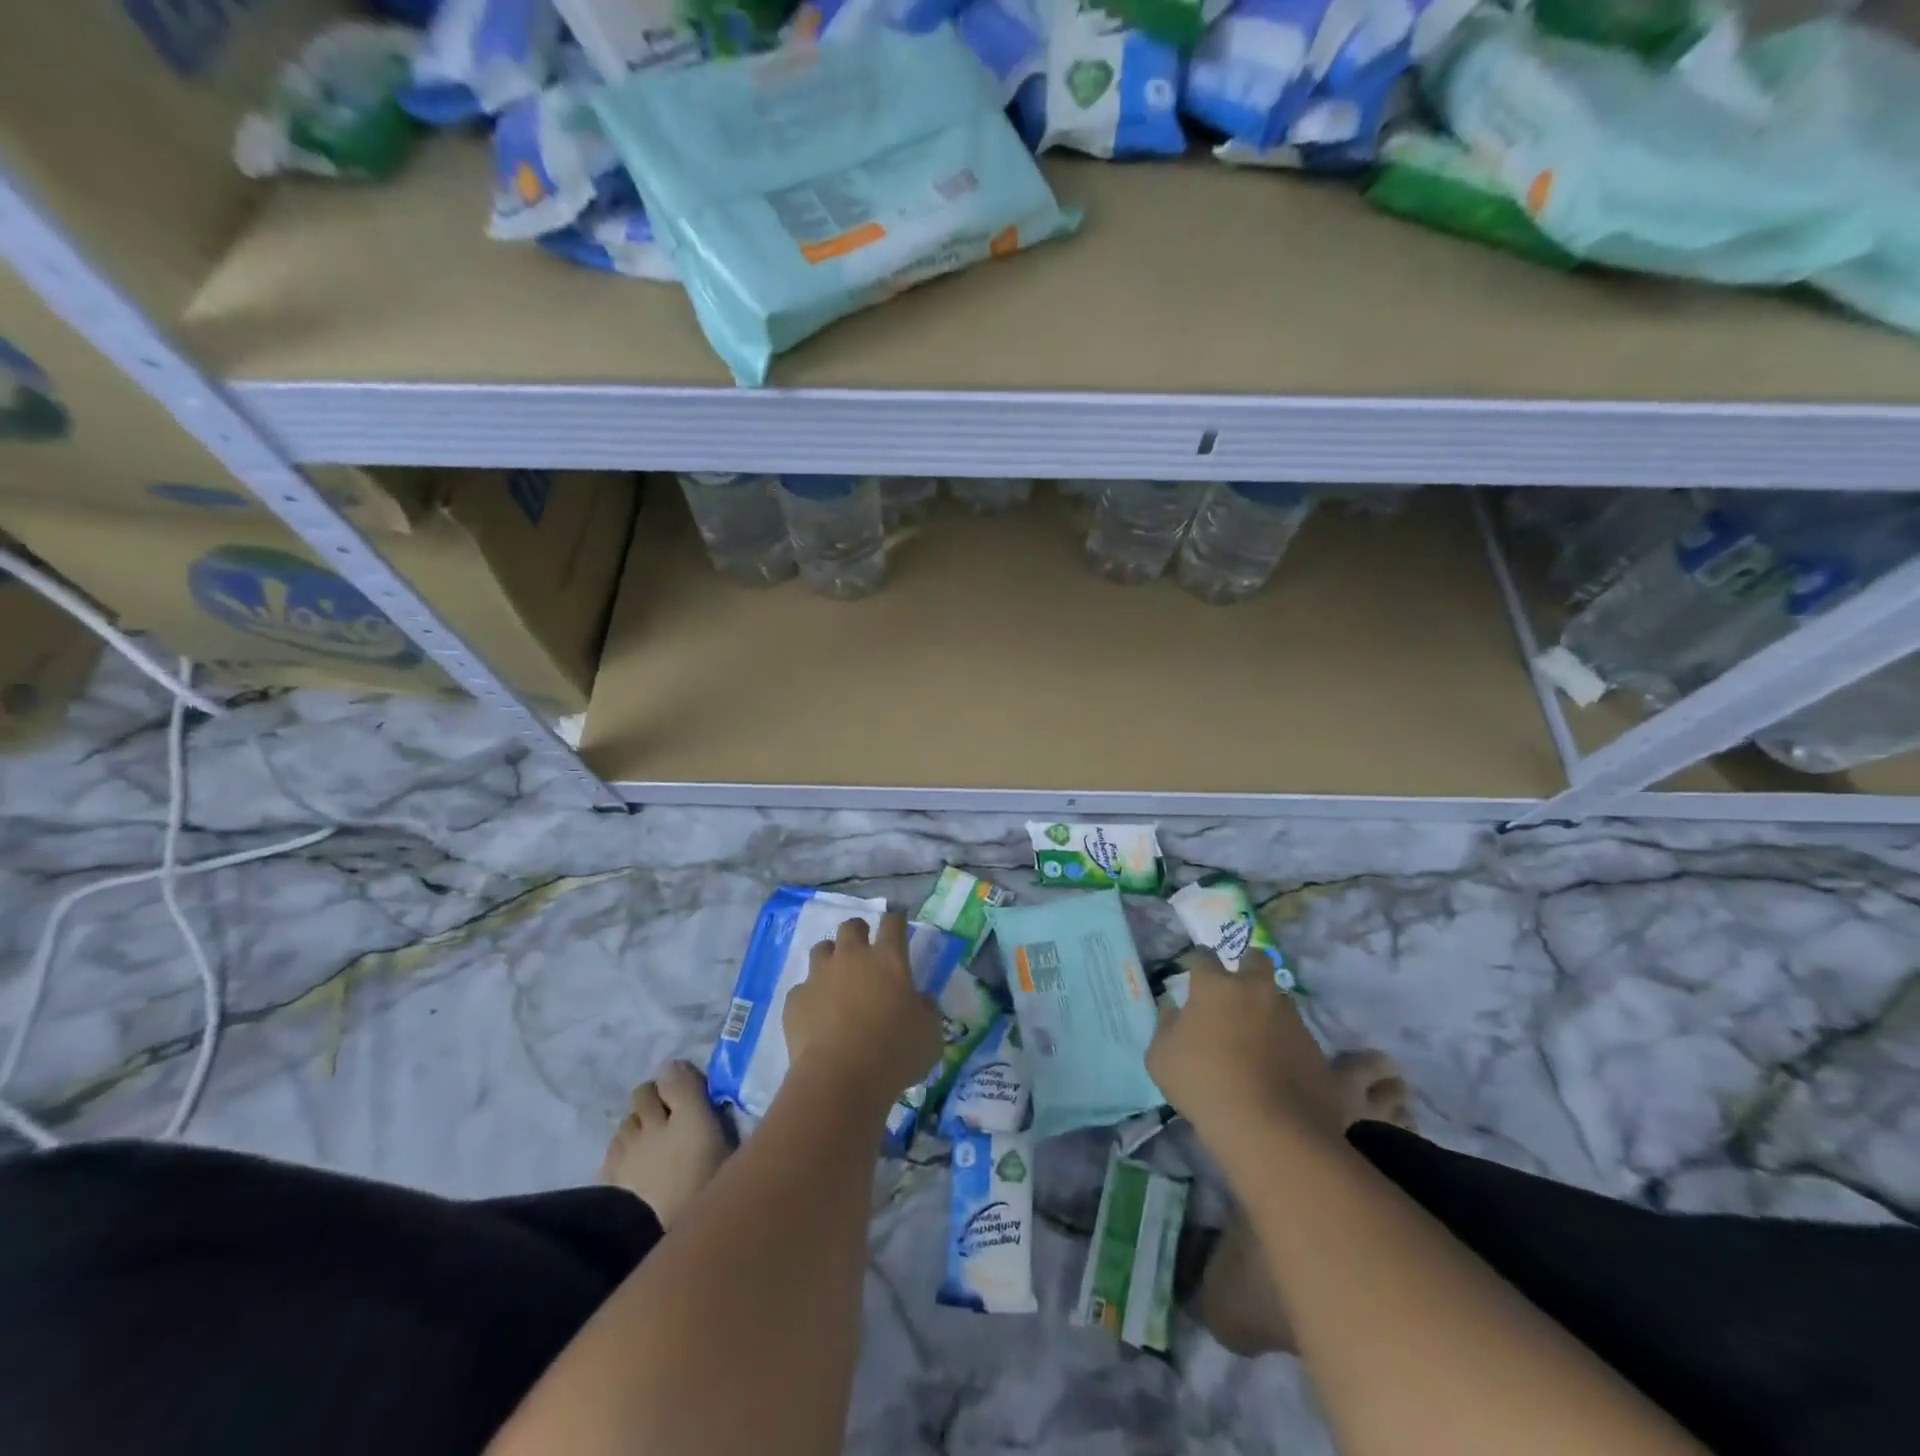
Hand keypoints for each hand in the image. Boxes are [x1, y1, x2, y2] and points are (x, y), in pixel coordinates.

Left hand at [784, 912, 941, 1107]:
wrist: (839, 1078)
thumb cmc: (894, 1052)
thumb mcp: (930, 1033)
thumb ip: (926, 1009)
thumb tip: (920, 1000)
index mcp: (888, 959)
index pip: (893, 923)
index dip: (896, 919)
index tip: (898, 921)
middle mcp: (851, 958)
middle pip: (851, 927)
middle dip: (859, 932)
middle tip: (865, 949)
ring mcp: (819, 976)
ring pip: (821, 949)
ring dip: (831, 958)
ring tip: (837, 978)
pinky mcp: (795, 1000)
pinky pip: (802, 988)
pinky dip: (811, 996)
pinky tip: (817, 1014)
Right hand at [1147, 951, 1344, 1146]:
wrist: (1269, 1130)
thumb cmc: (1203, 1084)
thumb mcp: (1161, 1058)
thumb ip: (1166, 1025)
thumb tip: (1173, 1008)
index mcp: (1216, 987)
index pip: (1203, 957)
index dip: (1196, 962)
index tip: (1192, 973)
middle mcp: (1256, 991)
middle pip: (1257, 960)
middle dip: (1247, 966)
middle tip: (1237, 988)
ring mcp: (1291, 1019)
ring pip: (1280, 998)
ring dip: (1268, 1008)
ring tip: (1258, 1035)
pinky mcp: (1316, 1049)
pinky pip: (1298, 1037)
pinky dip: (1287, 1045)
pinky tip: (1278, 1068)